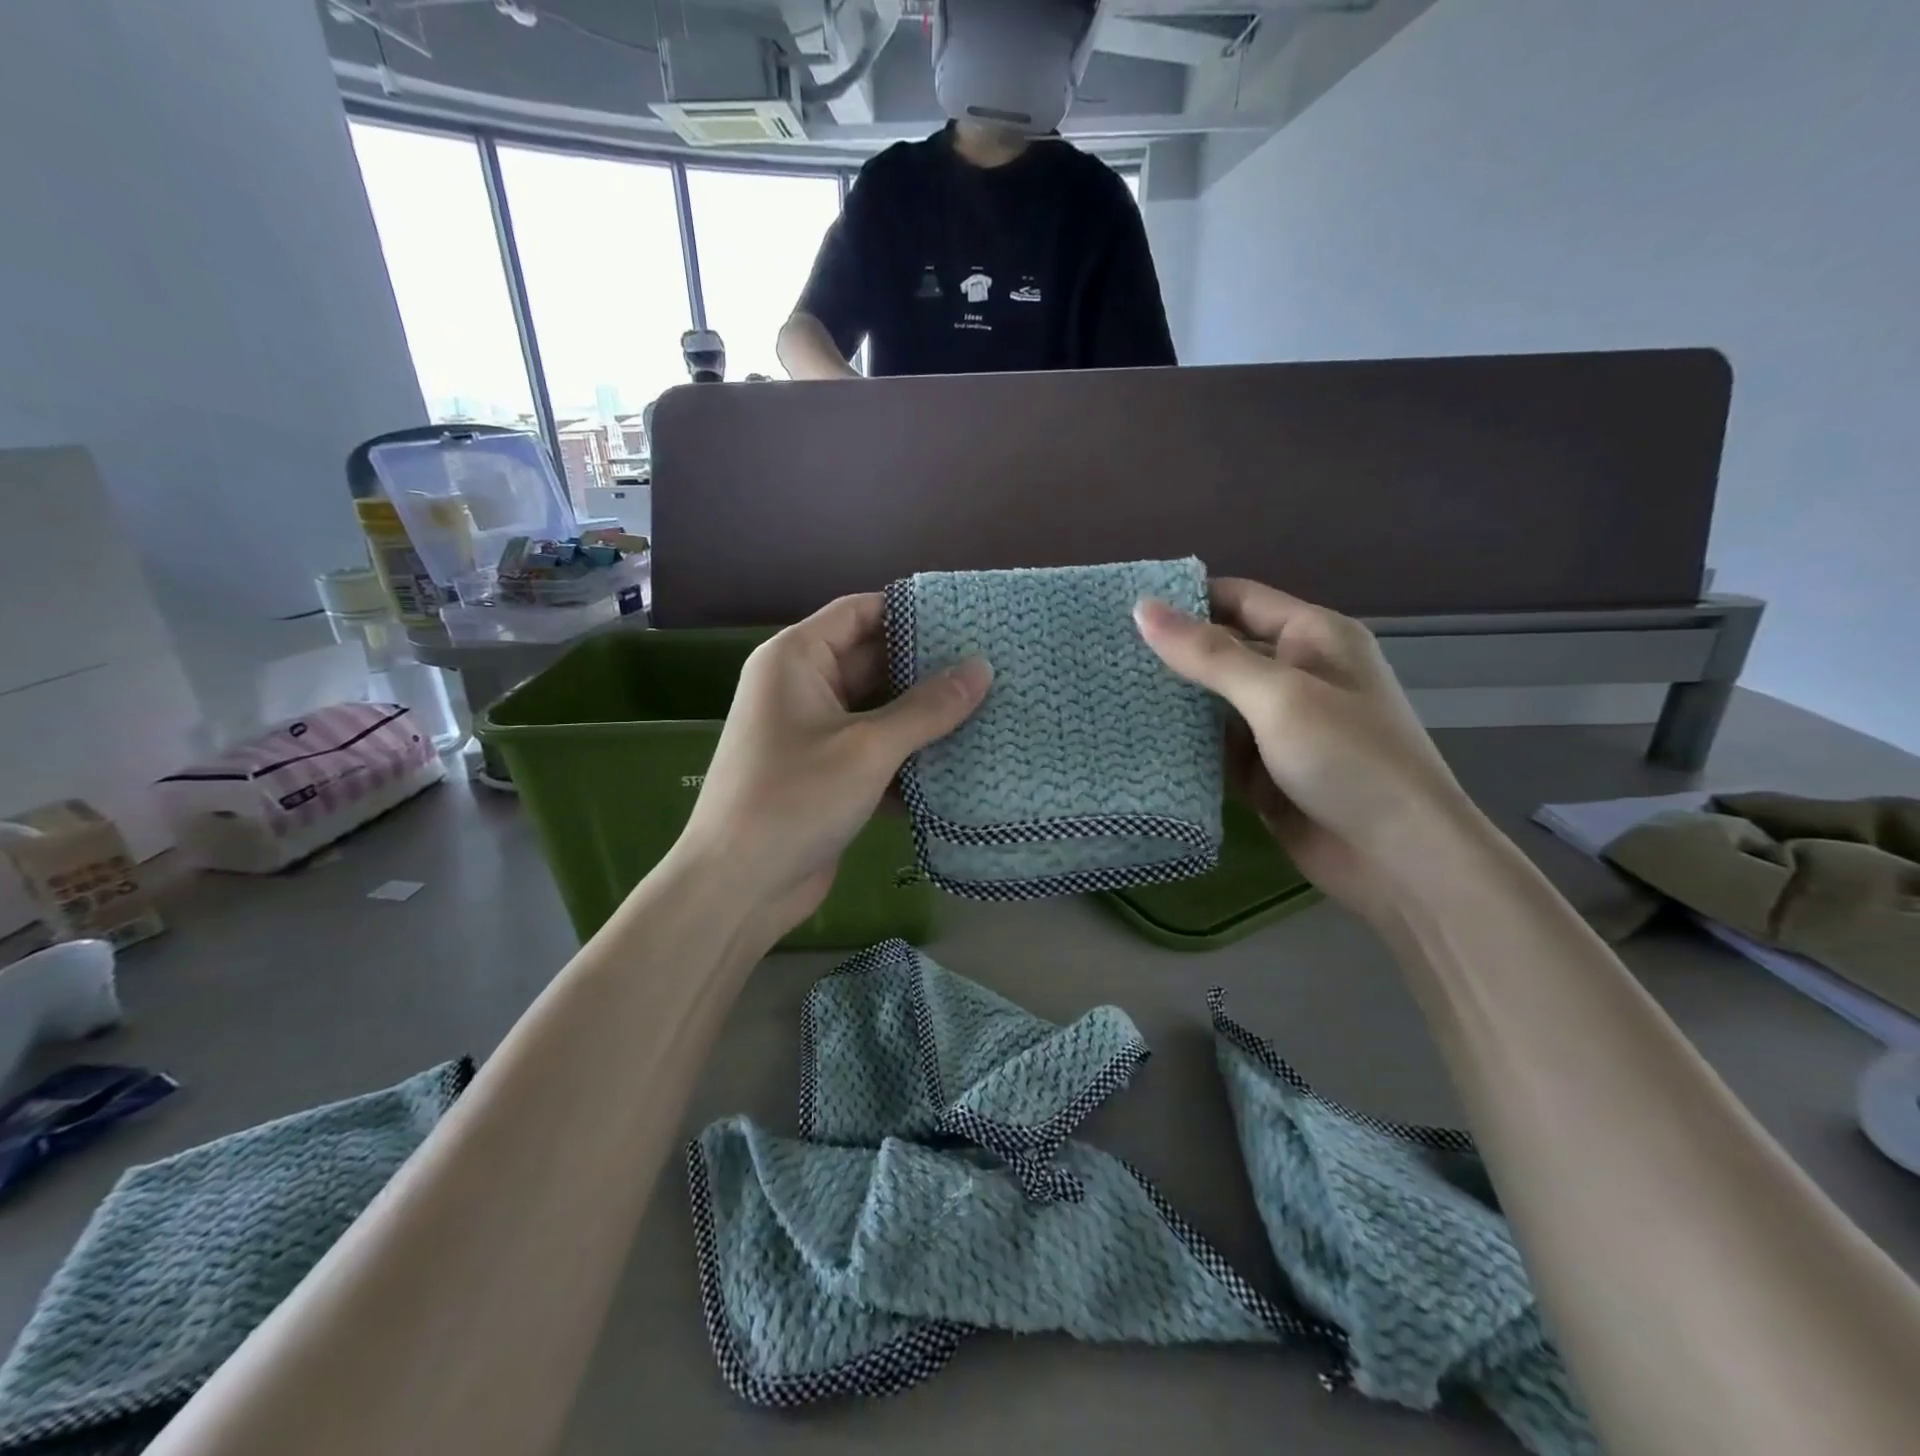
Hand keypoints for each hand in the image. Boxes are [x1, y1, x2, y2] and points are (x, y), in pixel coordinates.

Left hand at [676, 594, 991, 942]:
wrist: (739, 888)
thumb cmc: (795, 799)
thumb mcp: (868, 748)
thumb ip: (928, 708)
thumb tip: (982, 668)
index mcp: (797, 659)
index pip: (859, 612)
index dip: (911, 612)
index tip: (969, 619)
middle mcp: (803, 688)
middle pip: (874, 661)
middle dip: (928, 669)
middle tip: (992, 668)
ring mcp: (815, 734)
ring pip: (880, 710)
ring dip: (925, 717)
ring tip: (990, 709)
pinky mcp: (828, 775)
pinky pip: (876, 751)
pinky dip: (910, 757)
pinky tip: (961, 764)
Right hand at [1134, 579, 1471, 922]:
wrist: (1398, 859)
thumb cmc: (1347, 759)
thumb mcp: (1277, 695)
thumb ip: (1208, 654)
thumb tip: (1142, 608)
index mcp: (1312, 637)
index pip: (1237, 599)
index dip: (1184, 599)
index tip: (1122, 608)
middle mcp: (1295, 674)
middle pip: (1221, 650)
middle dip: (1168, 653)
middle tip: (1102, 654)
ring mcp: (1278, 726)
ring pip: (1212, 702)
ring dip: (1171, 701)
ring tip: (1105, 693)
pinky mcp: (1264, 770)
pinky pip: (1215, 747)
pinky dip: (1183, 744)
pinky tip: (1135, 740)